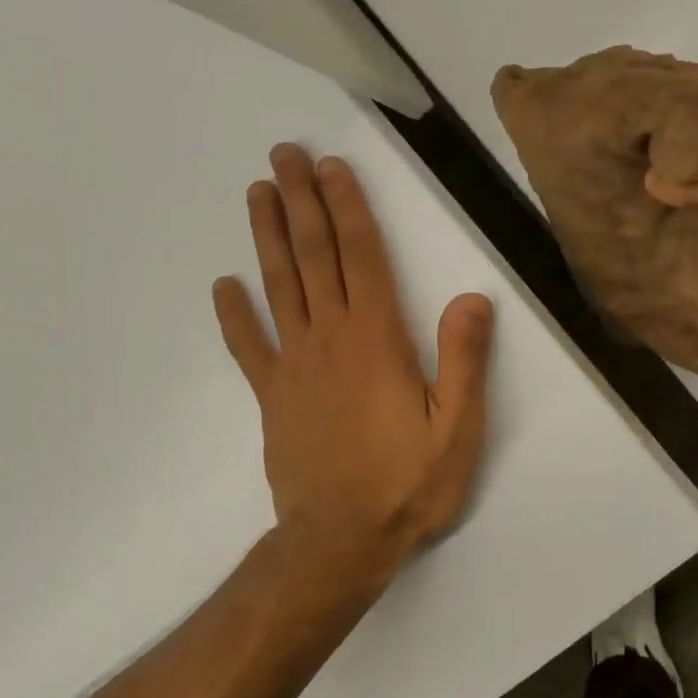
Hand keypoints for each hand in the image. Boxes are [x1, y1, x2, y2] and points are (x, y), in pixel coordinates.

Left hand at [213, 144, 494, 577]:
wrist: (341, 542)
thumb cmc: (407, 484)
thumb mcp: (457, 428)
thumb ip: (465, 360)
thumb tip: (473, 297)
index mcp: (378, 339)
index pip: (361, 257)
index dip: (347, 207)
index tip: (331, 167)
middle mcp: (330, 339)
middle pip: (313, 257)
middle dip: (300, 202)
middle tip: (284, 155)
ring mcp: (294, 366)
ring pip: (278, 287)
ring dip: (266, 237)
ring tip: (257, 193)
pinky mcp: (273, 397)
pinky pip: (249, 347)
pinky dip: (235, 314)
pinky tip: (224, 285)